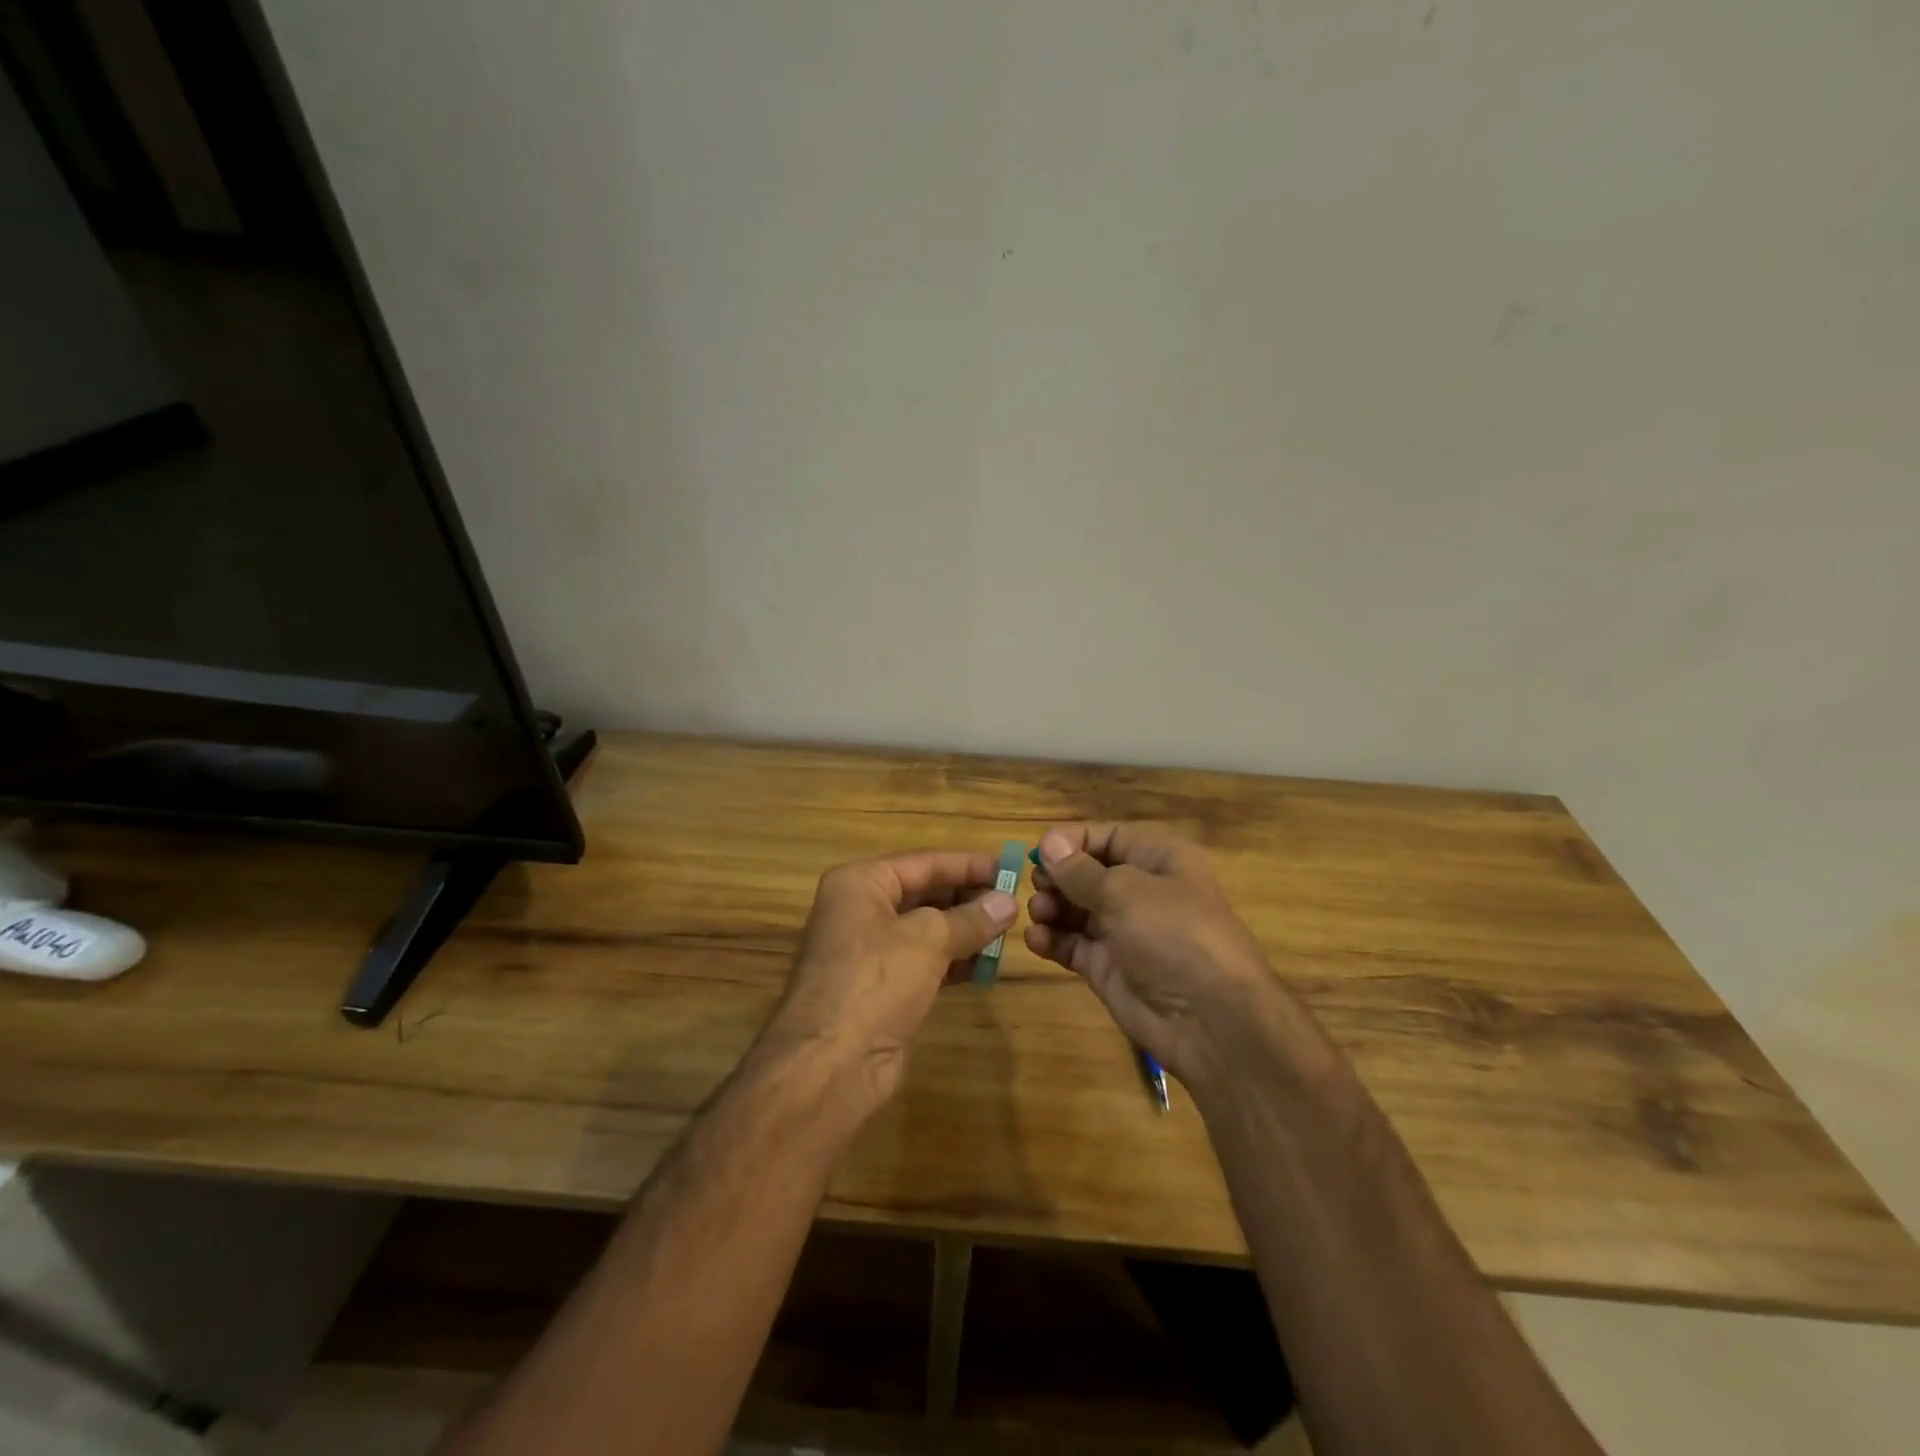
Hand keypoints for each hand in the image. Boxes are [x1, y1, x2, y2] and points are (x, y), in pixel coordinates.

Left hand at [763, 850, 1016, 1108]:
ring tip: (1007, 932)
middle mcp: (860, 910)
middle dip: (968, 898)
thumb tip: (1008, 902)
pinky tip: (985, 965)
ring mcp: (868, 951)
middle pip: (924, 893)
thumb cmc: (875, 982)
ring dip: (964, 931)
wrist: (830, 1065)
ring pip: (926, 930)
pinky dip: (952, 961)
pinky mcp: (881, 988)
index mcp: (860, 883)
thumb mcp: (927, 940)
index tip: (1010, 867)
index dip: (968, 865)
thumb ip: (970, 918)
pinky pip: (923, 962)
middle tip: (1013, 902)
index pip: (924, 863)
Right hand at [1025, 823, 1282, 1091]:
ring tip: (1039, 914)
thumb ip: (1080, 870)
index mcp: (1158, 859)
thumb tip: (1048, 842)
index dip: (1072, 841)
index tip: (1038, 852)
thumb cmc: (1173, 935)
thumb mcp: (1126, 892)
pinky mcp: (1109, 966)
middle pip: (1087, 872)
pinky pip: (1074, 944)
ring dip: (1052, 907)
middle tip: (1037, 886)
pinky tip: (1036, 939)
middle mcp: (1141, 890)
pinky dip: (1053, 939)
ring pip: (1076, 909)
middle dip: (1059, 877)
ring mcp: (1124, 931)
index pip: (1108, 836)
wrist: (1210, 1020)